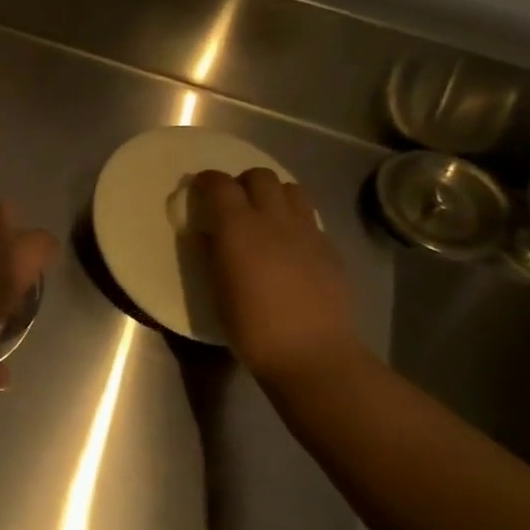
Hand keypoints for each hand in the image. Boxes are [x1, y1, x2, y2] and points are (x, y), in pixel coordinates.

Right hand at [187, 168, 363, 384]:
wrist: (310, 352)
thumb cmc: (250, 326)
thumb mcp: (216, 289)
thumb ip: (209, 253)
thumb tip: (205, 234)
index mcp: (238, 227)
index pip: (219, 184)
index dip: (206, 181)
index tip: (199, 189)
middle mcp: (273, 219)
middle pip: (260, 176)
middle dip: (243, 183)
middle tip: (233, 204)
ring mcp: (307, 231)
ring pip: (291, 189)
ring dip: (273, 195)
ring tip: (264, 216)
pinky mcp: (330, 248)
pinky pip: (310, 218)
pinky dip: (295, 220)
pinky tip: (289, 245)